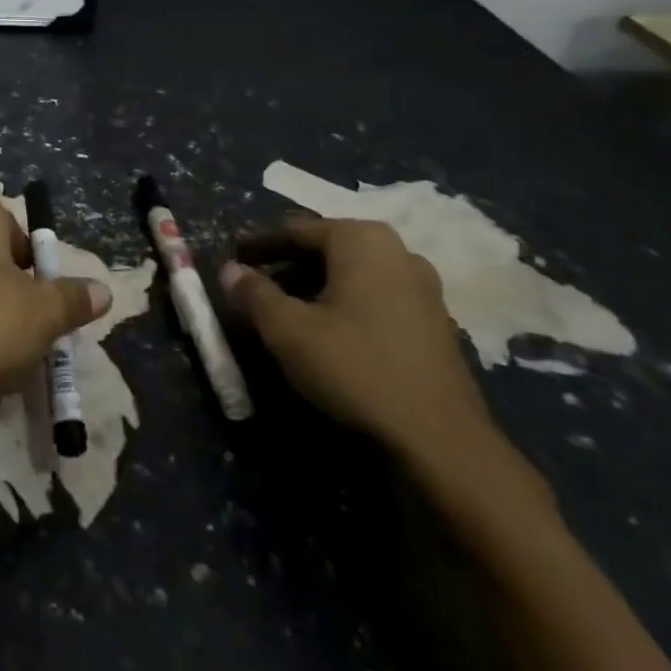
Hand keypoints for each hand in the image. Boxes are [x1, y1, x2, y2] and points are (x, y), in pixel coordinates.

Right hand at [218, 216, 491, 457]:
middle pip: (325, 249)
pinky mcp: (434, 321)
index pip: (294, 230)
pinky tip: (327, 333)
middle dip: (286, 267)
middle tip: (254, 287)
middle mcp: (396, 251)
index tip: (231, 258)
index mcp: (360, 239)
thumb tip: (230, 270)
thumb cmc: (356, 368)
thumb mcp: (288, 330)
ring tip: (285, 312)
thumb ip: (253, 293)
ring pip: (350, 274)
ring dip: (313, 287)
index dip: (258, 245)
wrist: (441, 441)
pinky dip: (343, 305)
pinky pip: (374, 297)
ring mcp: (422, 286)